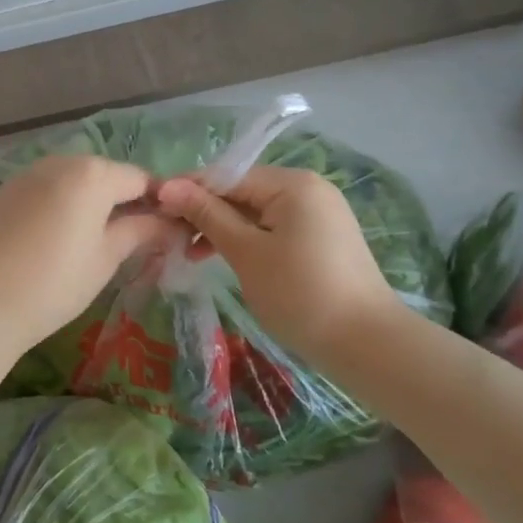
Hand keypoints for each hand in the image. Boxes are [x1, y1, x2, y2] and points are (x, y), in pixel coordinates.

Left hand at [0, 156, 181, 359]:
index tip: (168, 230)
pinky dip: (58, 206)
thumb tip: (171, 223)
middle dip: (123, 200)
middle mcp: (59, 162)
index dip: (159, 202)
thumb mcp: (105, 258)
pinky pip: (44, 191)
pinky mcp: (3, 192)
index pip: (140, 179)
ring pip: (72, 181)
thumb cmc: (54, 282)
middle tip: (133, 240)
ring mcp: (26, 174)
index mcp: (92, 173)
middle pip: (104, 175)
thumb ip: (140, 231)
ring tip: (93, 243)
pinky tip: (54, 240)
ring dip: (89, 202)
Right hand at [156, 165, 408, 364]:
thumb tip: (168, 186)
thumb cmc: (300, 293)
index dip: (188, 191)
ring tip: (191, 254)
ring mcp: (318, 214)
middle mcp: (308, 189)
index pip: (226, 176)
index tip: (154, 210)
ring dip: (222, 229)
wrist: (368, 346)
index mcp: (292, 183)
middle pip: (241, 191)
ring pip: (255, 212)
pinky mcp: (321, 239)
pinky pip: (273, 228)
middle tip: (170, 238)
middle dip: (204, 213)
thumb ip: (207, 215)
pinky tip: (223, 258)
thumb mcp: (246, 252)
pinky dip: (247, 241)